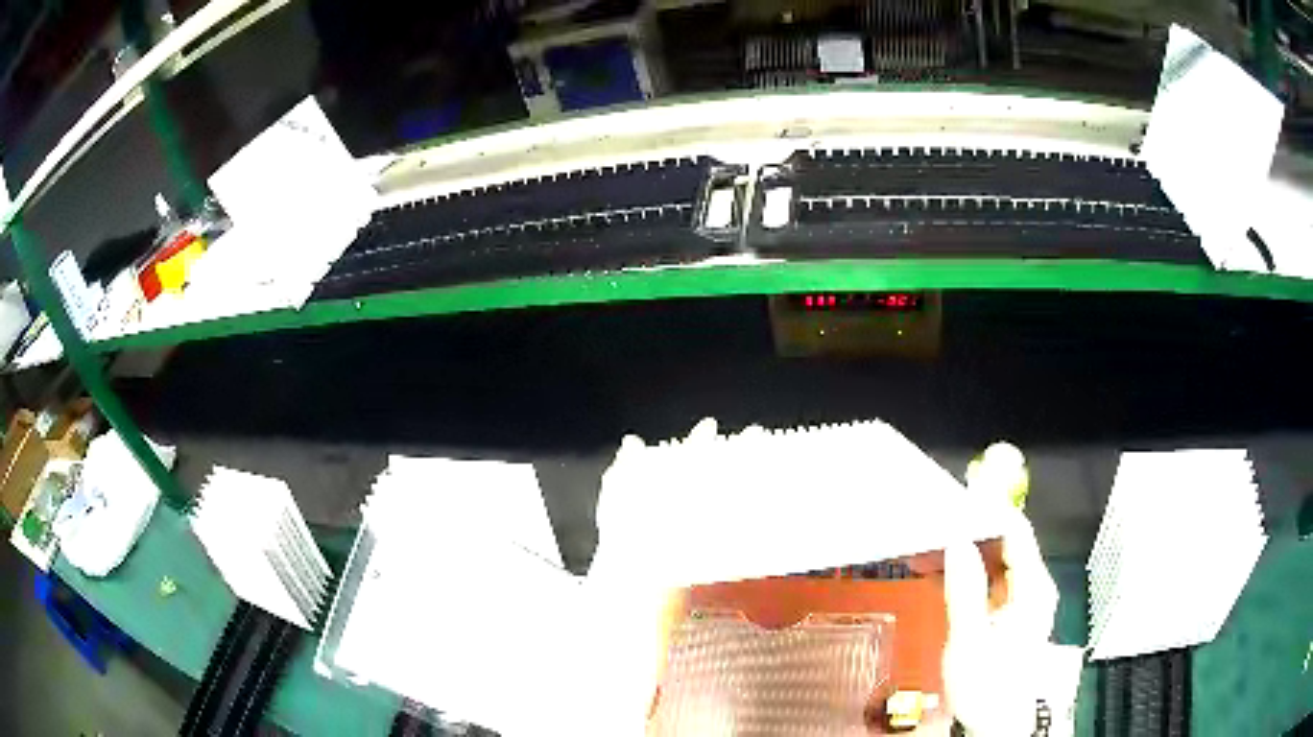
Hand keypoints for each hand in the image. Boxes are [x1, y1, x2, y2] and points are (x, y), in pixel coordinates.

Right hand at [942, 508, 1058, 735]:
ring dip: (965, 549)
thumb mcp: (970, 640)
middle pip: (1006, 541)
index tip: (955, 496)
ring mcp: (1022, 598)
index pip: (1016, 530)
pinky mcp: (1010, 611)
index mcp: (1032, 587)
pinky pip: (989, 579)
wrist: (996, 723)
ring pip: (995, 559)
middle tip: (933, 519)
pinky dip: (966, 571)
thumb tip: (957, 539)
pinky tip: (940, 570)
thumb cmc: (986, 685)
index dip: (988, 508)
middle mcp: (1033, 585)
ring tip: (928, 542)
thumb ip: (965, 589)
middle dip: (971, 528)